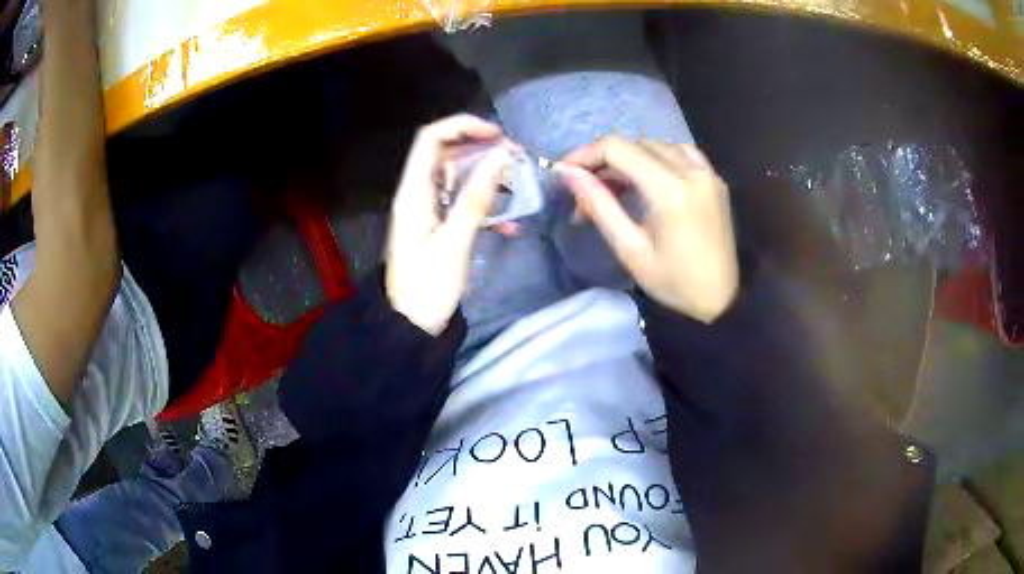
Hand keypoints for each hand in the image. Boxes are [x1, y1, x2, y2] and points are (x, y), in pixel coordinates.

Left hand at [386, 115, 511, 334]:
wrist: (411, 327)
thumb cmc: (428, 288)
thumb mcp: (454, 243)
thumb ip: (476, 199)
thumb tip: (500, 157)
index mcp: (413, 193)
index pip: (431, 138)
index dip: (463, 127)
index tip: (498, 136)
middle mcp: (417, 194)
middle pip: (446, 154)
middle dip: (481, 151)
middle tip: (515, 159)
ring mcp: (427, 210)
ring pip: (458, 179)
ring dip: (487, 179)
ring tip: (518, 187)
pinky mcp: (437, 227)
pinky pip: (461, 204)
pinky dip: (484, 207)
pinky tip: (508, 226)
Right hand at [559, 137, 738, 322]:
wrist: (722, 299)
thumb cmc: (674, 283)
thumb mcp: (630, 249)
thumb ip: (599, 205)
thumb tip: (568, 174)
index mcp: (670, 190)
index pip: (617, 149)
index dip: (585, 154)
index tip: (565, 172)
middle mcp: (691, 171)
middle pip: (635, 143)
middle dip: (604, 161)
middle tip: (587, 191)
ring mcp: (707, 172)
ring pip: (657, 145)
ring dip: (630, 157)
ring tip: (615, 185)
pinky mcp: (715, 179)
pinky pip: (681, 151)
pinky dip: (658, 156)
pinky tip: (649, 176)